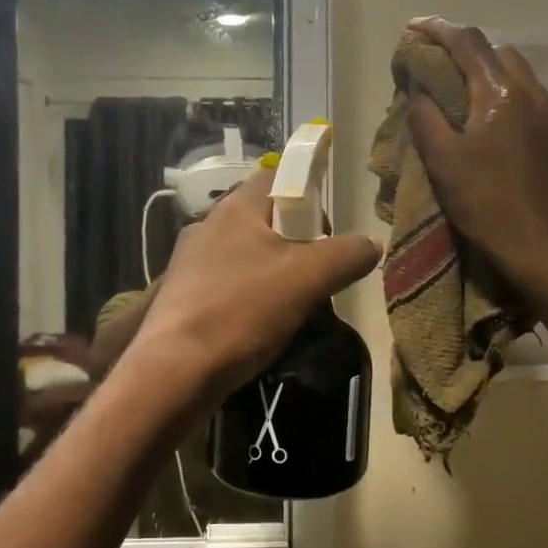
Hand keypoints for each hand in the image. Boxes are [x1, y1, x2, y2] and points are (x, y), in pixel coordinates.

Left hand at [129, 166, 380, 401]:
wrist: (175, 371)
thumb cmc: (242, 311)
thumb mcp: (307, 279)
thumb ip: (346, 254)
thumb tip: (372, 243)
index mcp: (234, 209)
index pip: (276, 176)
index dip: (307, 193)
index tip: (327, 228)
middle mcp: (207, 226)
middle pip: (263, 219)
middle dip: (295, 242)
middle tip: (317, 273)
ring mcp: (190, 263)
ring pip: (245, 255)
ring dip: (274, 273)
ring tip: (295, 304)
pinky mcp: (183, 297)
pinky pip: (228, 285)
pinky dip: (250, 297)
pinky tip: (261, 325)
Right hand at [403, 17, 547, 286]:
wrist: (539, 246)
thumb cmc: (485, 202)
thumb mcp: (441, 159)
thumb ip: (425, 116)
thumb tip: (419, 90)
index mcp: (501, 94)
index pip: (468, 43)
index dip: (437, 29)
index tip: (412, 27)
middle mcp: (530, 93)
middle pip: (494, 50)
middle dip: (461, 47)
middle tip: (430, 60)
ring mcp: (546, 114)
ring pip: (512, 70)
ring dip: (481, 68)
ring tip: (451, 85)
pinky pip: (521, 93)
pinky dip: (495, 89)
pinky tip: (478, 113)